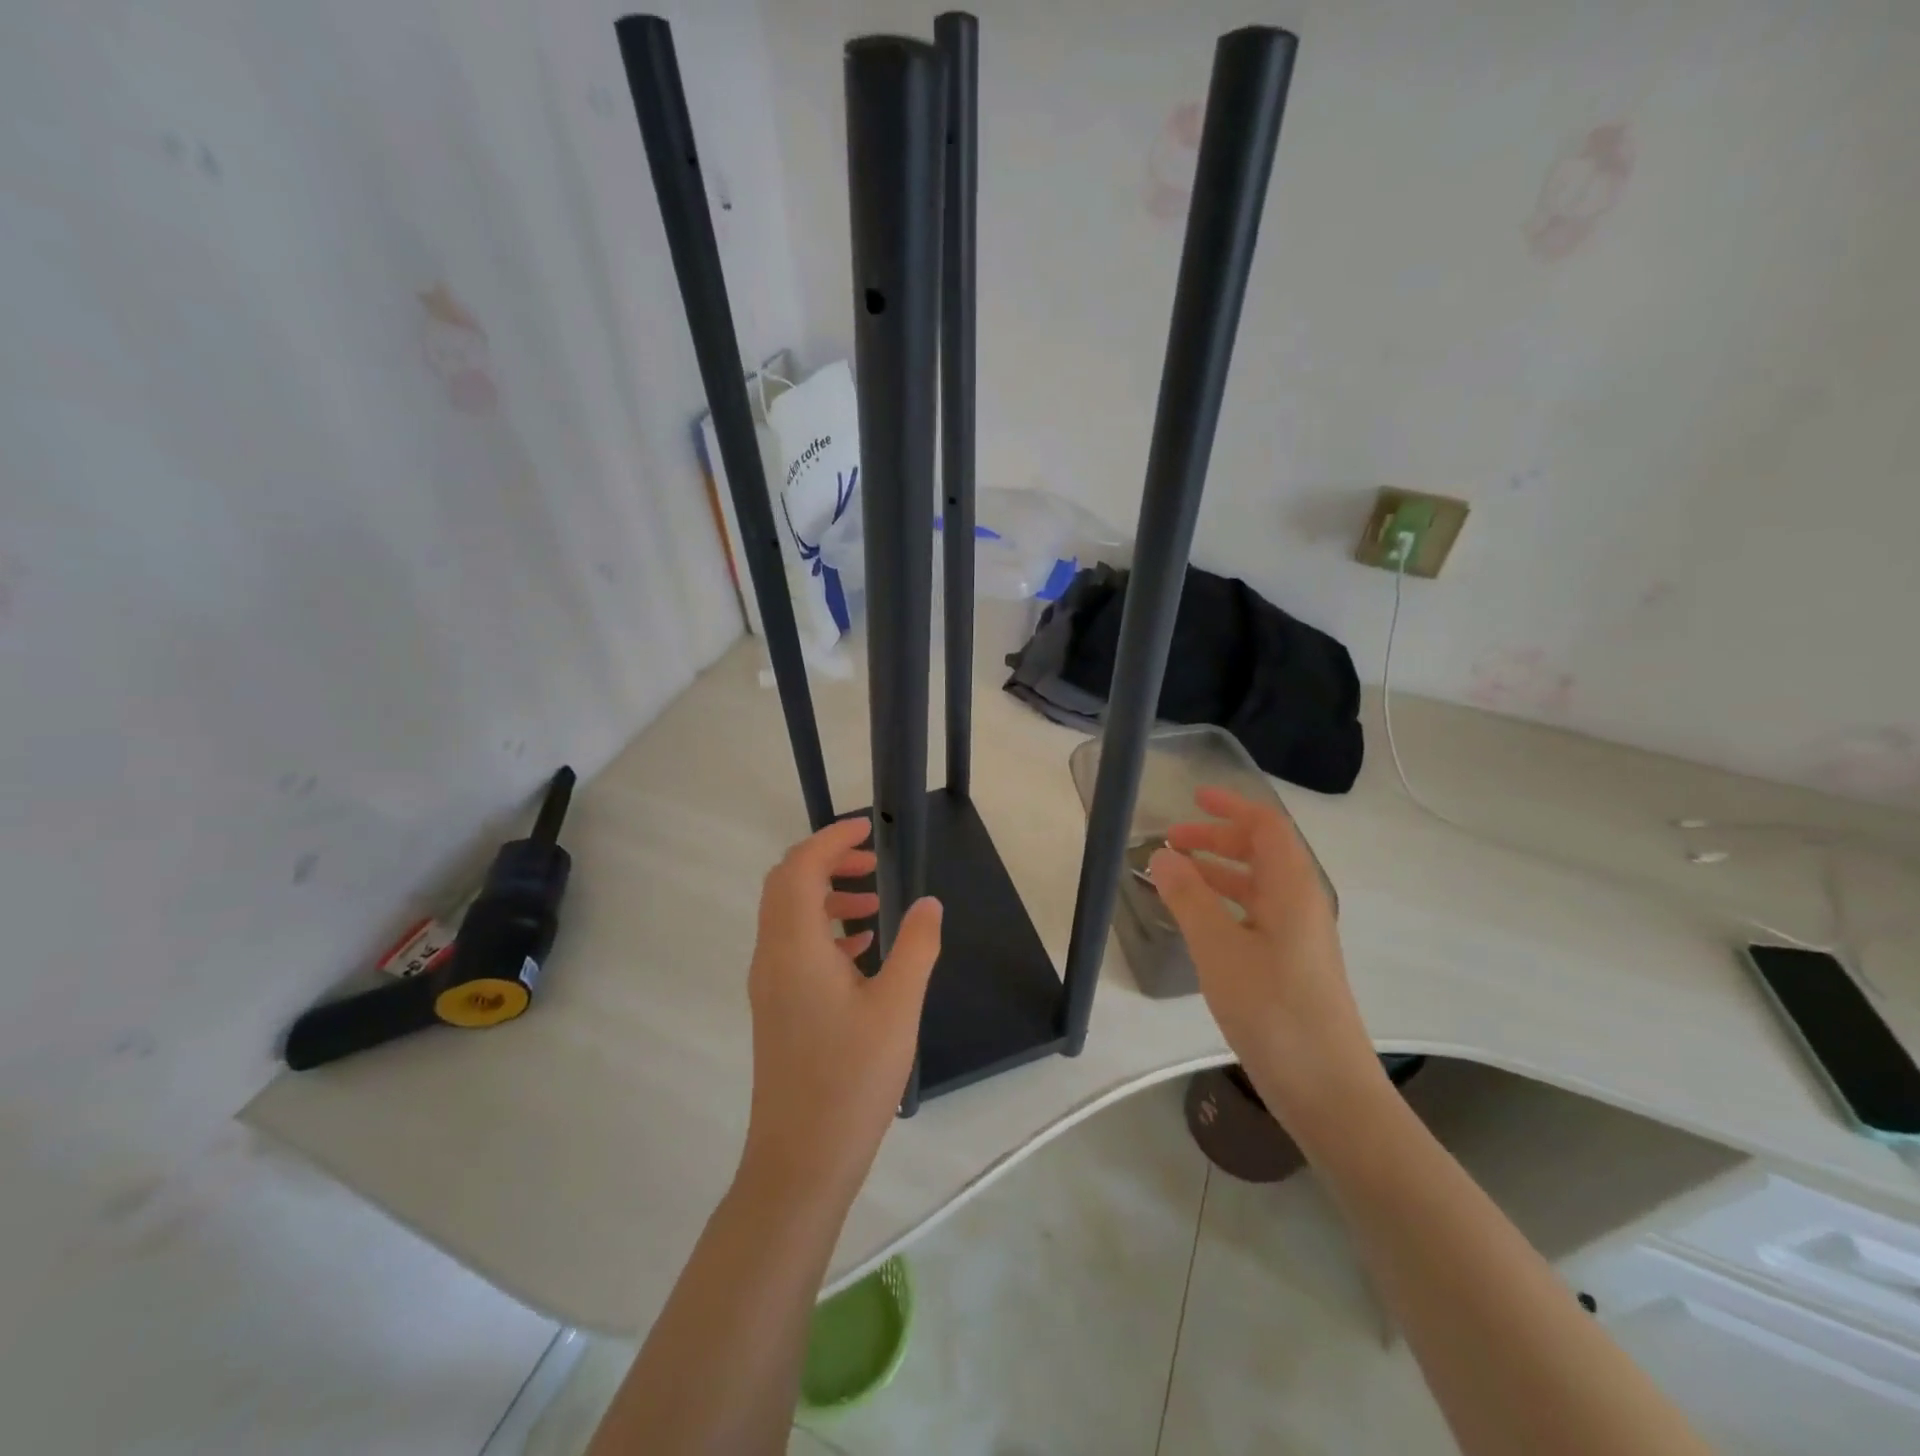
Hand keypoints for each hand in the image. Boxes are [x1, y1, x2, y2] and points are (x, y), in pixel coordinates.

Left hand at [739, 816, 942, 1203]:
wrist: (800, 1160)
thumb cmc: (851, 1080)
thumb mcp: (898, 1007)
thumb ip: (916, 946)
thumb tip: (929, 901)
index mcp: (795, 946)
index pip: (801, 867)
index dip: (831, 839)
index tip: (868, 828)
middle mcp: (772, 956)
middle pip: (786, 883)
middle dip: (826, 861)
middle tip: (871, 861)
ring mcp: (769, 984)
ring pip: (788, 915)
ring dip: (825, 896)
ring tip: (874, 905)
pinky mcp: (776, 1007)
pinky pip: (793, 946)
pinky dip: (823, 929)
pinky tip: (862, 951)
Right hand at [1149, 787, 1384, 1136]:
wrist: (1328, 1090)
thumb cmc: (1274, 1011)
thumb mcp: (1219, 949)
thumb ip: (1189, 898)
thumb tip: (1162, 855)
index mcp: (1292, 890)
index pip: (1267, 827)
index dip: (1231, 807)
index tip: (1193, 798)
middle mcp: (1301, 904)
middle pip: (1261, 853)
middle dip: (1216, 840)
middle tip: (1169, 843)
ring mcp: (1299, 937)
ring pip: (1256, 886)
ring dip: (1216, 873)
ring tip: (1173, 878)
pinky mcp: (1292, 966)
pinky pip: (1254, 916)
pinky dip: (1222, 905)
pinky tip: (1196, 922)